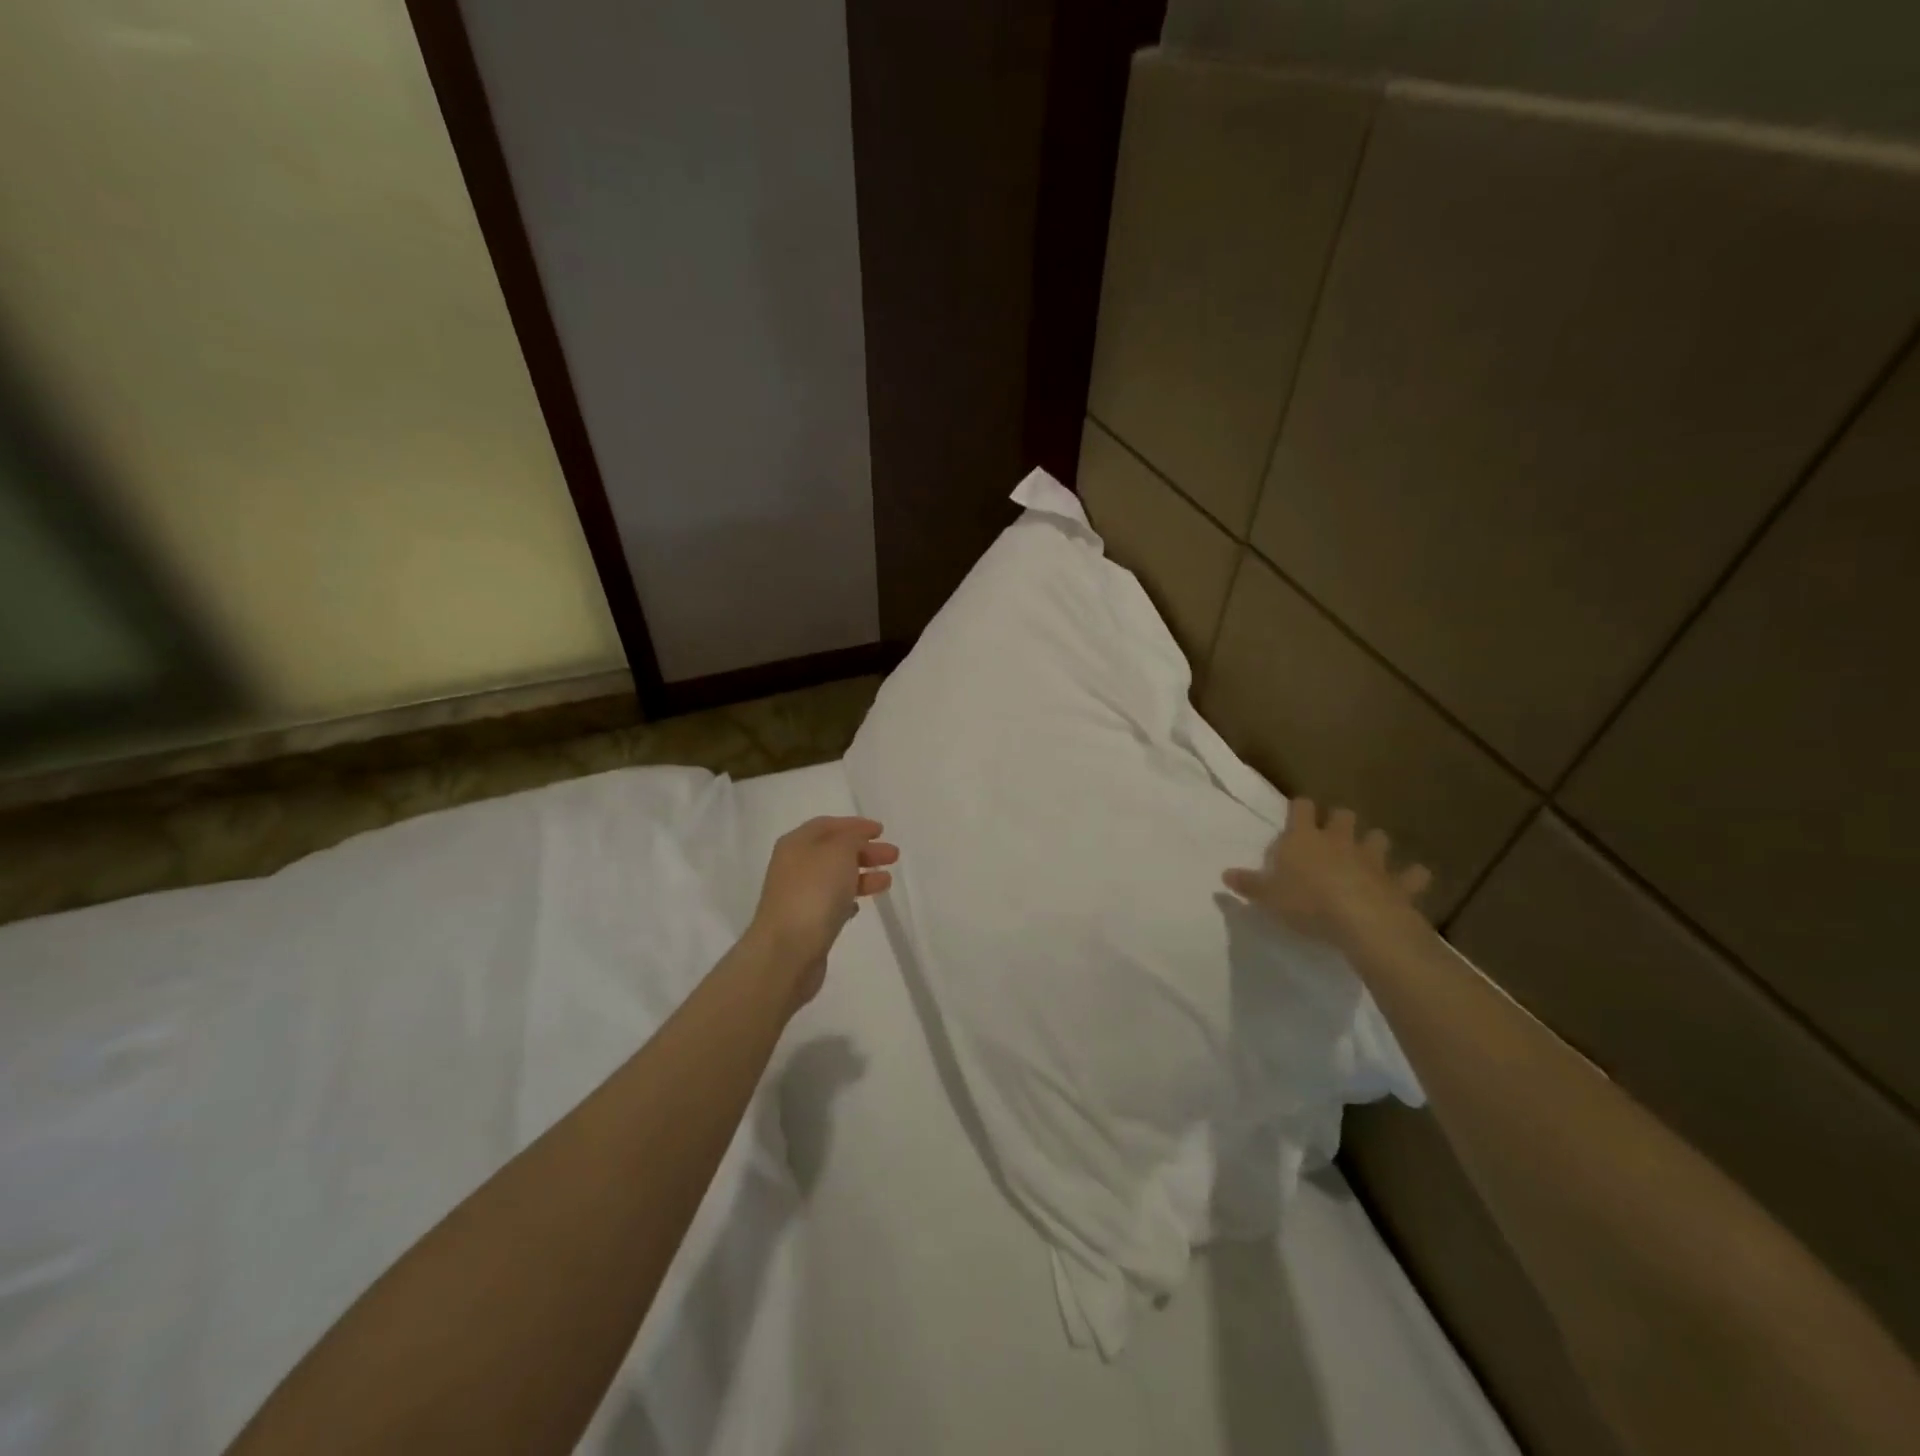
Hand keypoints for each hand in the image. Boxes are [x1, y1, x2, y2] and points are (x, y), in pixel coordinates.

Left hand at [748, 816, 897, 1006]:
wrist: (788, 951)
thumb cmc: (814, 892)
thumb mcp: (838, 852)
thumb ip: (851, 839)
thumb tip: (855, 841)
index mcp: (796, 844)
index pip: (827, 825)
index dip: (855, 825)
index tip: (881, 830)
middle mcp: (794, 866)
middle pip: (833, 851)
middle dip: (864, 851)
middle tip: (893, 855)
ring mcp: (798, 896)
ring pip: (835, 878)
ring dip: (862, 875)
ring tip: (887, 881)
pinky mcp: (806, 923)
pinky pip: (830, 903)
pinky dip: (848, 899)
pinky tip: (861, 905)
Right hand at [1222, 799, 1430, 952]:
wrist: (1361, 922)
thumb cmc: (1307, 903)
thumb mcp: (1267, 897)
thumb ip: (1248, 884)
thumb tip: (1224, 874)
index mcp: (1304, 838)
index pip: (1302, 808)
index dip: (1301, 809)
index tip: (1297, 815)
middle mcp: (1339, 840)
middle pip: (1344, 816)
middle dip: (1340, 821)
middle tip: (1333, 836)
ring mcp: (1373, 859)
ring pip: (1378, 838)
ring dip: (1374, 844)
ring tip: (1369, 856)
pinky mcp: (1399, 882)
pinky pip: (1413, 875)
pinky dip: (1413, 876)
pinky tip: (1412, 880)